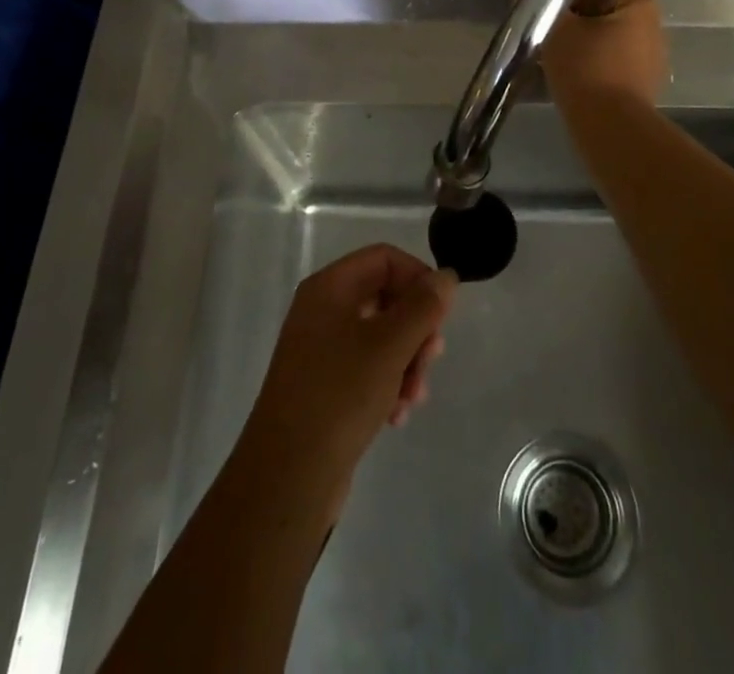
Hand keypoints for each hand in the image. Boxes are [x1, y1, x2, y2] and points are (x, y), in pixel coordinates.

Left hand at [237, 244, 456, 521]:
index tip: (442, 313)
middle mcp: (323, 310)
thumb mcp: (389, 346)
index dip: (418, 277)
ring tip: (415, 396)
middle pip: (386, 297)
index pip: (385, 258)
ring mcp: (321, 348)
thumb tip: (445, 277)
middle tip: (432, 358)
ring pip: (381, 337)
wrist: (288, 475)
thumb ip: (422, 306)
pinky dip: (388, 384)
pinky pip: (367, 368)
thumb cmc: (339, 396)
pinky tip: (397, 415)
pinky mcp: (325, 385)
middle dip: (416, 328)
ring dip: (407, 362)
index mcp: (330, 288)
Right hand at [507, 0, 667, 106]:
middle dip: (573, 25)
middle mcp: (654, 28)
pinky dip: (591, 70)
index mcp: (640, 4)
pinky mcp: (643, 89)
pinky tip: (570, 81)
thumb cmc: (586, 68)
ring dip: (580, 49)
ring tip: (552, 61)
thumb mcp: (555, 28)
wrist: (610, 129)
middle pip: (600, 15)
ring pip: (604, 43)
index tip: (545, 13)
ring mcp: (651, 61)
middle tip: (545, 38)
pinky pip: (610, 68)